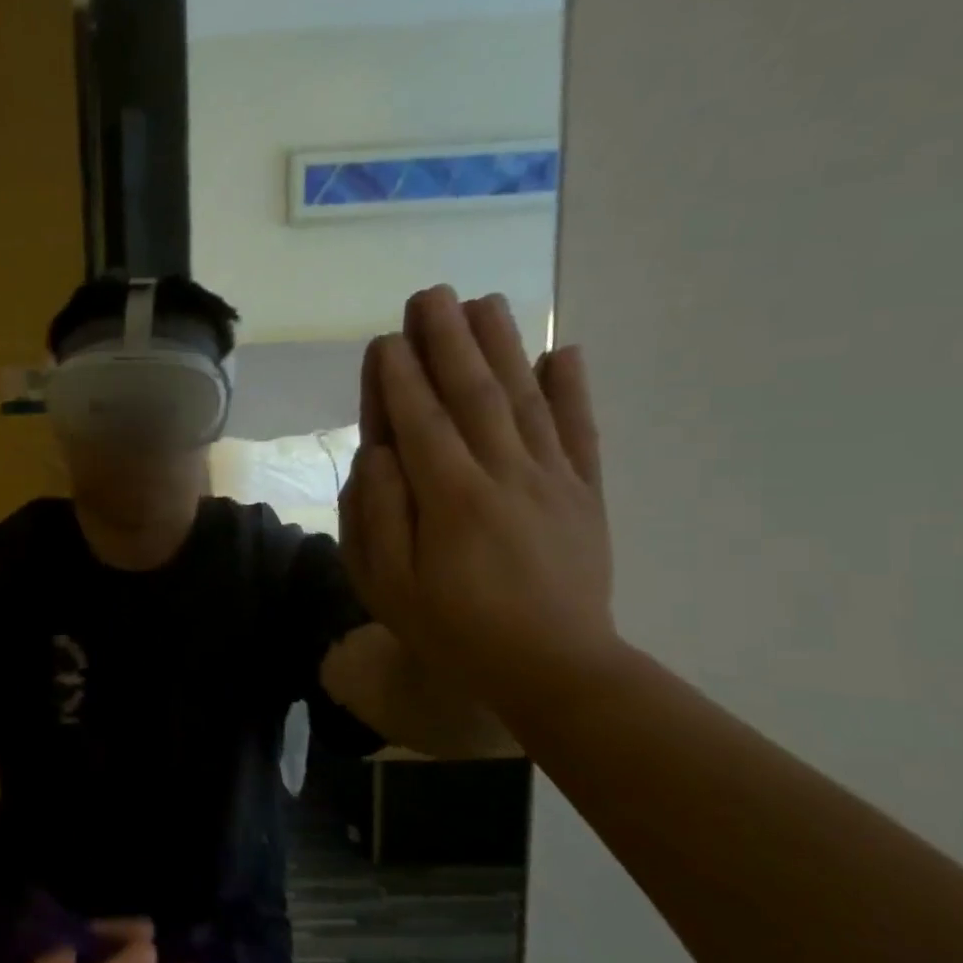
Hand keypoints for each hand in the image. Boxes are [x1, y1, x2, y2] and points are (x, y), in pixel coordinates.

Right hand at [338, 285, 616, 709]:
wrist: (554, 668)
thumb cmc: (454, 629)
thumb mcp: (388, 585)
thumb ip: (377, 514)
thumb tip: (378, 452)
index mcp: (451, 498)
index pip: (420, 421)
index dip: (399, 377)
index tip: (385, 338)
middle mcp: (504, 474)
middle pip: (474, 394)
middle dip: (448, 340)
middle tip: (431, 294)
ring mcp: (552, 480)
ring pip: (526, 399)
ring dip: (504, 346)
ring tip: (486, 301)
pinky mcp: (585, 494)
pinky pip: (579, 432)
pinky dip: (573, 389)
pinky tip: (564, 352)